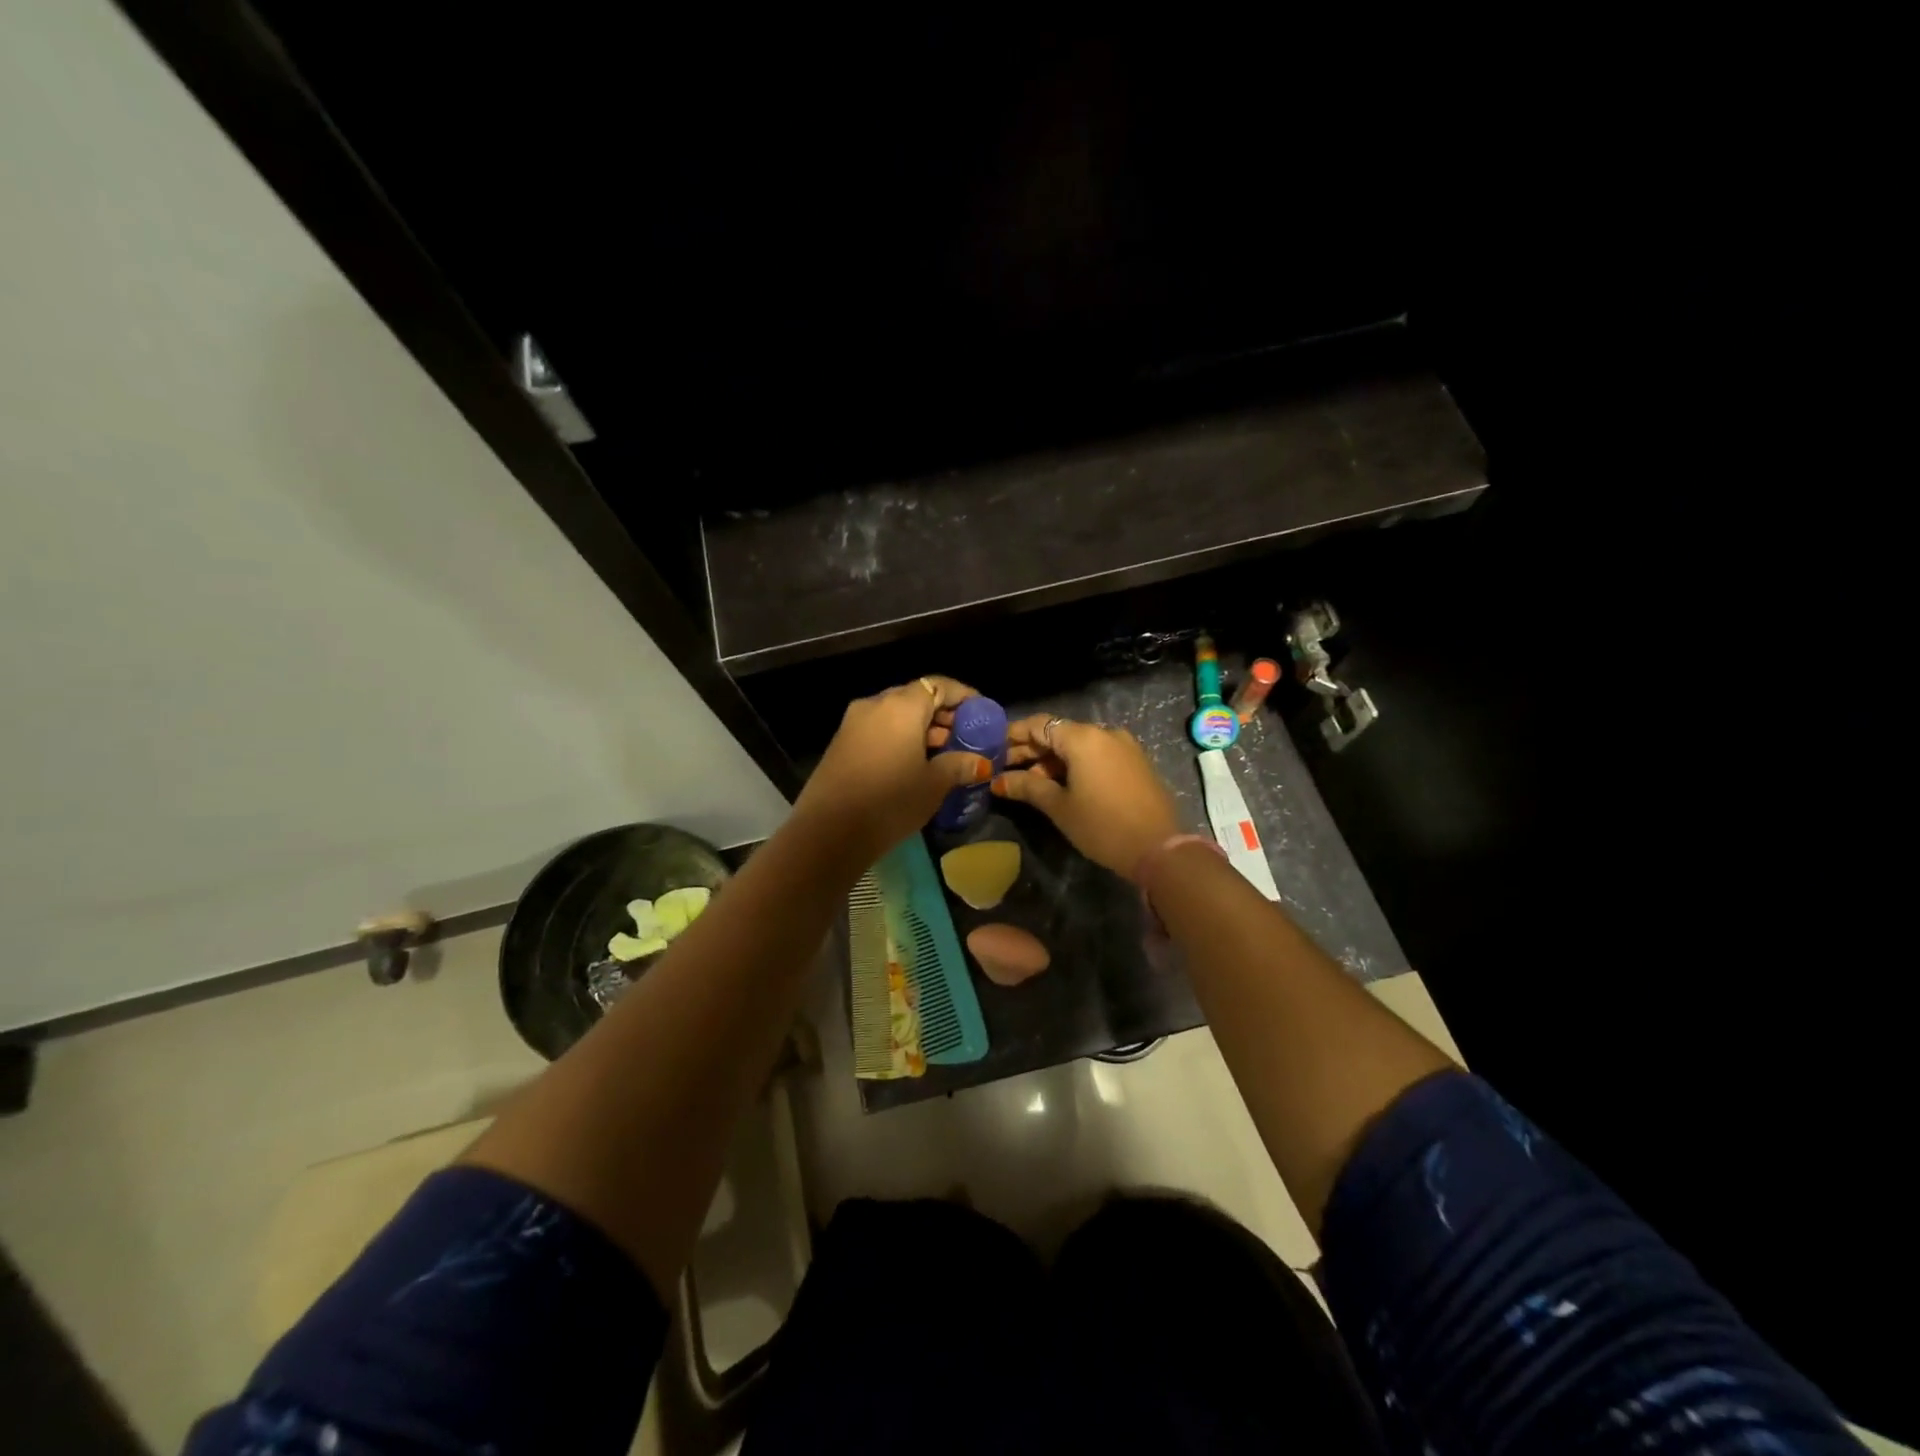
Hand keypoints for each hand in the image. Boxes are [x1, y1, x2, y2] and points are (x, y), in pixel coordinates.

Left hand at [791, 676, 993, 862]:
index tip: (980, 712)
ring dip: (920, 728)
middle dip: (941, 713)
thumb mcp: (933, 785)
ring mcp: (853, 723)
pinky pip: (878, 729)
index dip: (962, 695)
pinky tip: (912, 763)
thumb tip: (980, 762)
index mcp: (901, 706)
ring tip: (942, 753)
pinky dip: (899, 737)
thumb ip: (959, 765)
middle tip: (963, 736)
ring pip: (895, 714)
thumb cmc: (890, 801)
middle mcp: (875, 705)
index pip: (938, 684)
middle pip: (915, 697)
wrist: (829, 831)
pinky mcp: (840, 743)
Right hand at [990, 715, 1181, 877]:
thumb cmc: (1102, 826)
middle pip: (1058, 733)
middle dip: (1031, 750)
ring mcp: (1124, 746)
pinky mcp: (1135, 762)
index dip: (1013, 735)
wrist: (1159, 849)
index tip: (993, 750)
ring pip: (1078, 745)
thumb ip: (1027, 787)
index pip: (1039, 724)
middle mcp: (1104, 733)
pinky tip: (1061, 785)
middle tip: (1005, 769)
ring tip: (1031, 784)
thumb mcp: (1059, 807)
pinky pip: (1097, 754)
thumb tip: (997, 781)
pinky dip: (1076, 764)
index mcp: (1083, 738)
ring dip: (1053, 760)